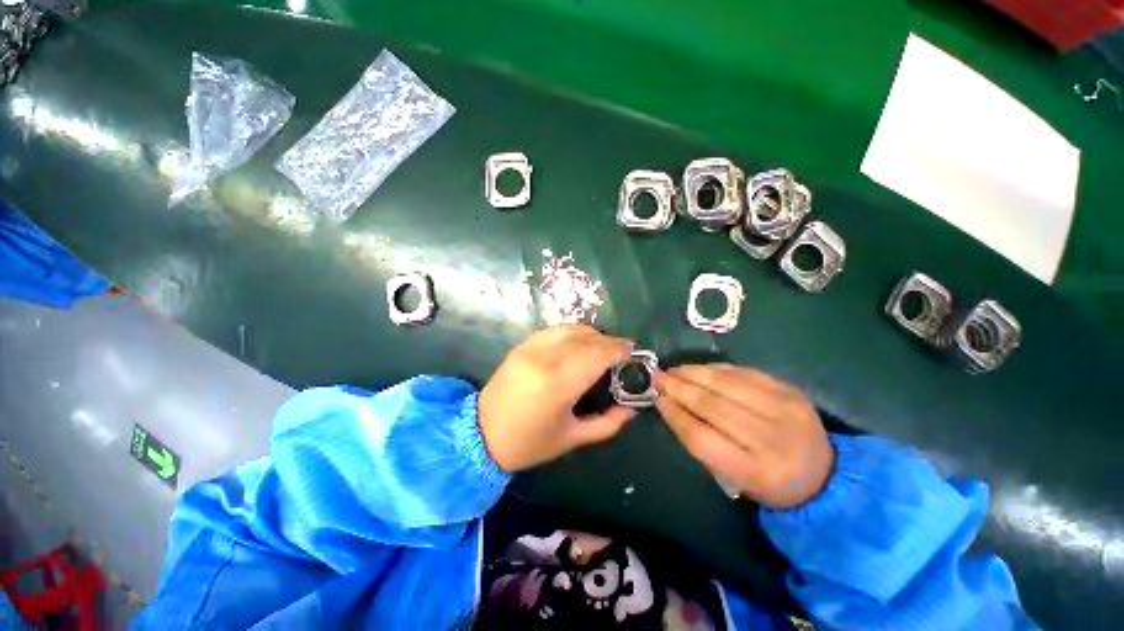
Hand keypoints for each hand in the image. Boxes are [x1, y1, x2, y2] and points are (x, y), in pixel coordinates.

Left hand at [479, 325, 637, 472]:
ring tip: (603, 345)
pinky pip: (554, 330)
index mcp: (558, 385)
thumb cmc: (529, 443)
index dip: (618, 349)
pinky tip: (579, 341)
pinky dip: (572, 331)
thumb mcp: (572, 439)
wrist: (481, 434)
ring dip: (592, 333)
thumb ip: (607, 424)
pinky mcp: (522, 346)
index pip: (596, 355)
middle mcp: (545, 359)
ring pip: (570, 329)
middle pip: (586, 339)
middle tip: (622, 349)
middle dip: (609, 341)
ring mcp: (530, 349)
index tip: (632, 350)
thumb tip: (632, 409)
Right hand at [654, 365, 833, 508]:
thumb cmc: (769, 483)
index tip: (656, 399)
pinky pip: (745, 373)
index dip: (675, 415)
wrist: (825, 476)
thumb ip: (702, 444)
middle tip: (658, 377)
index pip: (702, 437)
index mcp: (755, 471)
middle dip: (679, 388)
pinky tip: (700, 369)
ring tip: (674, 370)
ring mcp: (784, 410)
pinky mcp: (790, 391)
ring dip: (694, 373)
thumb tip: (672, 406)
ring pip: (727, 384)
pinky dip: (717, 369)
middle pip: (713, 406)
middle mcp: (771, 438)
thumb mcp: (734, 479)